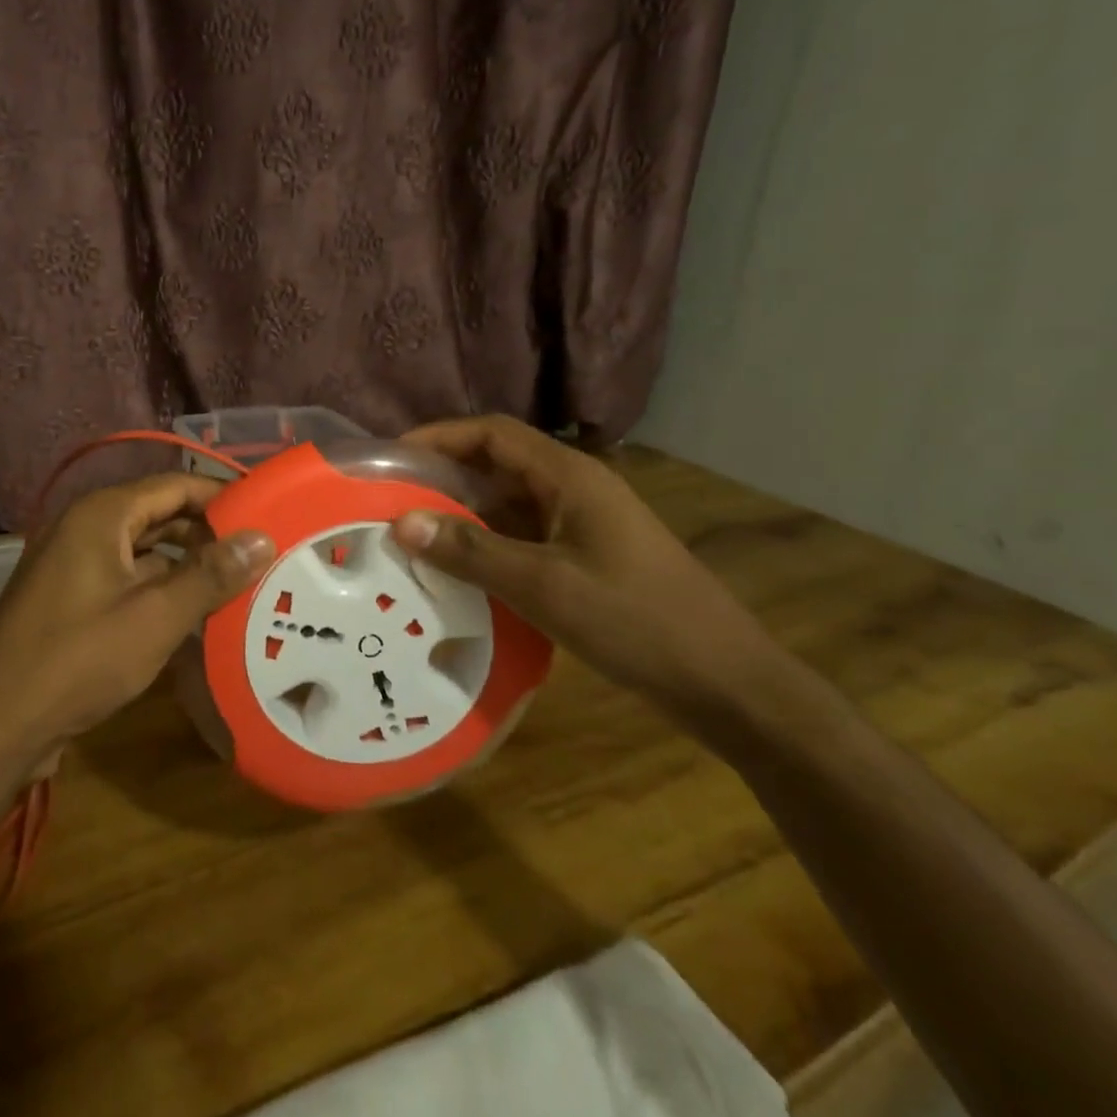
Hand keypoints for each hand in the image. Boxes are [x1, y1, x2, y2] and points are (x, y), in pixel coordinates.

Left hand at [0, 474, 273, 765]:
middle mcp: (84, 528)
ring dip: (186, 565)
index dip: (222, 496)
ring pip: (144, 551)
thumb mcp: (155, 616)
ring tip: (239, 583)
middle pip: (159, 515)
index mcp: (101, 515)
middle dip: (208, 533)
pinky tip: (195, 615)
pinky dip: (160, 590)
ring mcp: (73, 565)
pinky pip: (126, 580)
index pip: (175, 485)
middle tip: (260, 553)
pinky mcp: (70, 600)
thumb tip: (262, 537)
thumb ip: (210, 574)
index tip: (267, 515)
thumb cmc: (78, 660)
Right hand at [389, 415, 777, 720]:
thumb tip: (401, 521)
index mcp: (570, 477)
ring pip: (508, 503)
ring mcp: (582, 524)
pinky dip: (486, 545)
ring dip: (462, 514)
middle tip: (390, 500)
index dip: (440, 436)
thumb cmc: (636, 621)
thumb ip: (471, 551)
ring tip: (411, 535)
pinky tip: (457, 571)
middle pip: (498, 464)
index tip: (391, 457)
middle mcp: (575, 489)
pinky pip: (523, 536)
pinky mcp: (586, 557)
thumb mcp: (544, 586)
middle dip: (443, 476)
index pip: (493, 433)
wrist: (726, 683)